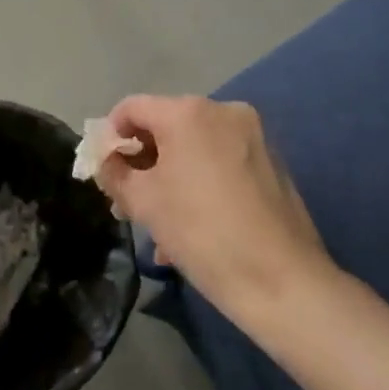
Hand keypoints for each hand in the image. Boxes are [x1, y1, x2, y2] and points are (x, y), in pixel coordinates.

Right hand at [95, 96, 327, 321]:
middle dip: (143, 162)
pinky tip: (195, 226)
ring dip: (171, 178)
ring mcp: (253, 135)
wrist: (283, 281)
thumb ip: (115, 173)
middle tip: (129, 202)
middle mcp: (223, 111)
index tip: (105, 172)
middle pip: (166, 125)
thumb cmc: (202, 233)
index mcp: (188, 112)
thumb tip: (107, 160)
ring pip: (194, 148)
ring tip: (161, 226)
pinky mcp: (272, 160)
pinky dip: (201, 183)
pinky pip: (221, 162)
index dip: (111, 136)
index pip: (132, 108)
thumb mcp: (144, 203)